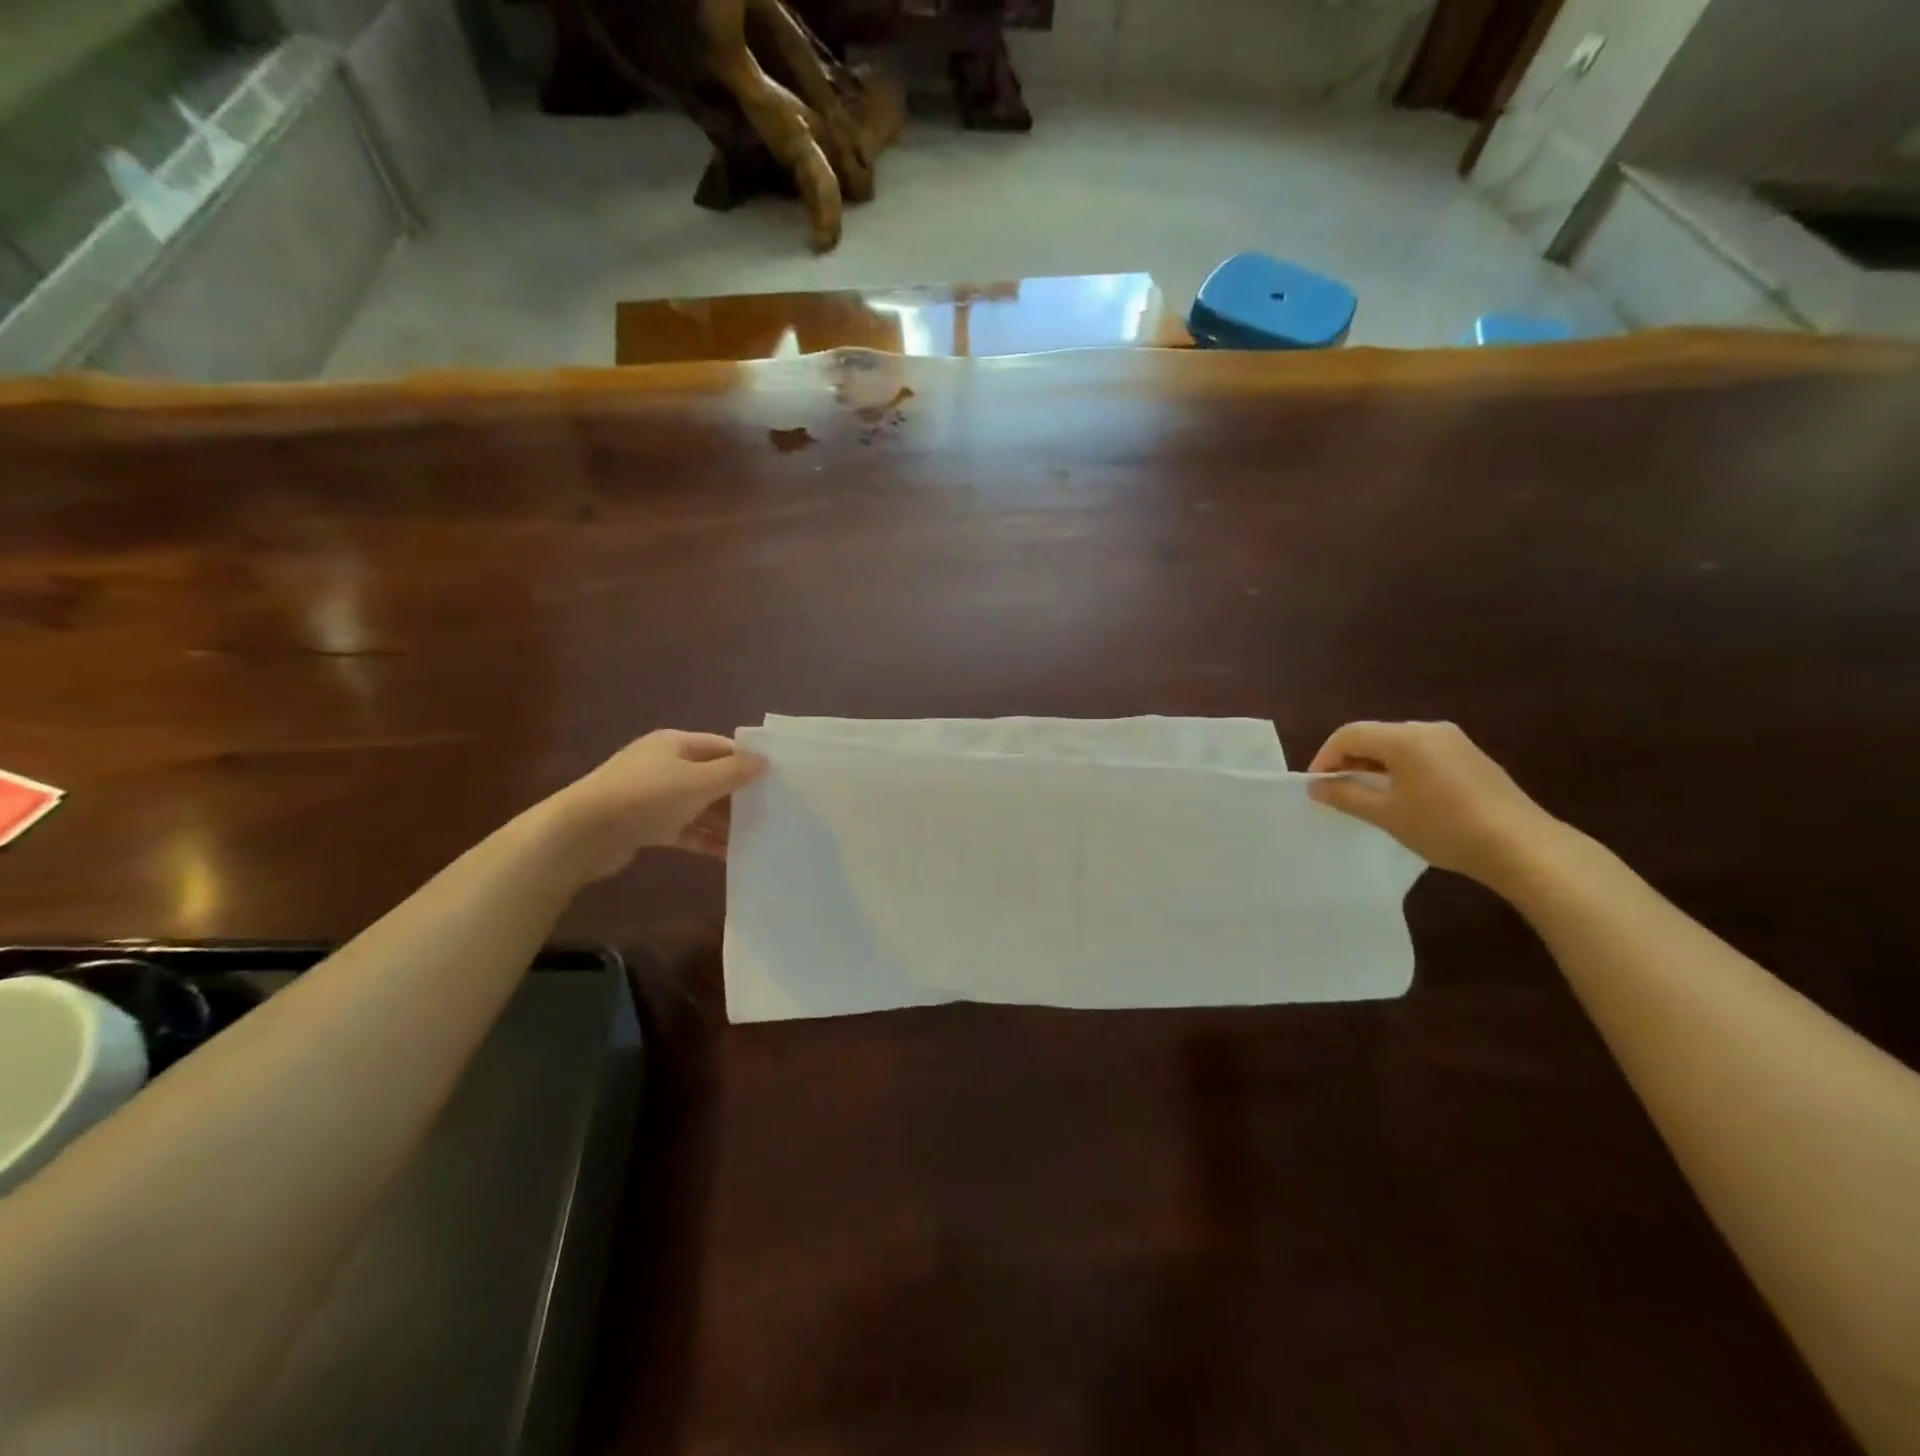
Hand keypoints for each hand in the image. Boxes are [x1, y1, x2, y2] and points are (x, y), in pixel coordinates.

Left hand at [549, 731, 766, 878]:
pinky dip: (704, 839)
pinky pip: (684, 829)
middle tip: (772, 811)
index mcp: (675, 744)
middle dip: (738, 794)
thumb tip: (765, 760)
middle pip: (711, 777)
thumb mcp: (697, 781)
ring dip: (723, 820)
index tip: (777, 779)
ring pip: (699, 805)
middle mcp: (664, 765)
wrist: (582, 834)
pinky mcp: (645, 825)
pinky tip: (728, 854)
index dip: (748, 761)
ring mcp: (653, 796)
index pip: (721, 747)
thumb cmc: (645, 797)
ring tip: (757, 835)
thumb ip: (733, 772)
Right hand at [1307, 721, 1560, 888]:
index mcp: (1404, 738)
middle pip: (1373, 736)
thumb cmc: (1444, 827)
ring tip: (1369, 798)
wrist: (1522, 846)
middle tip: (1339, 793)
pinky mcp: (1471, 757)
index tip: (1318, 788)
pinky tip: (1406, 799)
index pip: (1348, 735)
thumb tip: (1316, 786)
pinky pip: (1422, 754)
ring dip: (1375, 766)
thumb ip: (1345, 795)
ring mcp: (1454, 741)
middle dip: (1349, 761)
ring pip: (1398, 745)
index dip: (1325, 758)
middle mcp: (1428, 729)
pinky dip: (1401, 769)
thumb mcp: (1386, 814)